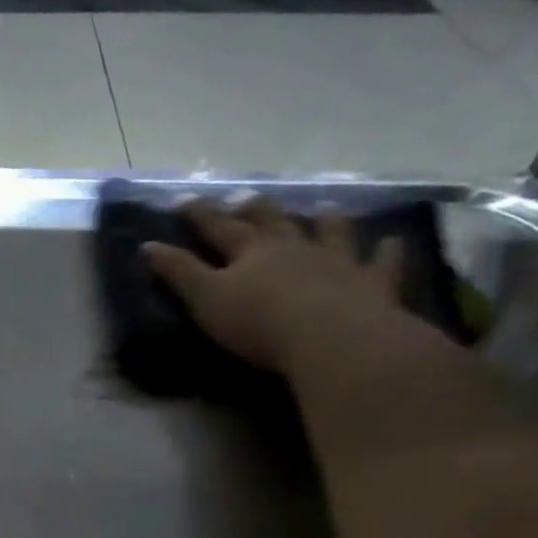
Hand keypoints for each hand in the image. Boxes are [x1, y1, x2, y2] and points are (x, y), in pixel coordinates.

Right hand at [145, 199, 403, 374]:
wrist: (333, 339)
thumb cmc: (259, 323)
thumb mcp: (205, 299)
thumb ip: (178, 272)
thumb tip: (147, 245)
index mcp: (250, 251)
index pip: (217, 226)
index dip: (197, 214)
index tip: (180, 201)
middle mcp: (294, 247)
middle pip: (272, 221)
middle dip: (254, 209)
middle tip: (244, 198)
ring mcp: (338, 261)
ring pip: (329, 232)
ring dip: (324, 220)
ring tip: (322, 210)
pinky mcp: (373, 284)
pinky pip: (382, 262)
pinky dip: (385, 252)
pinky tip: (390, 244)